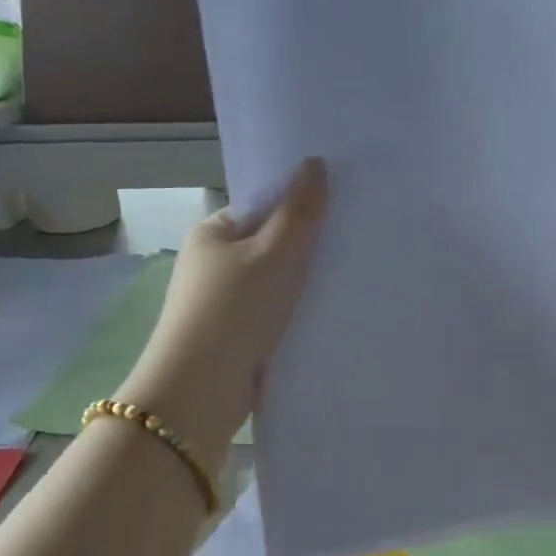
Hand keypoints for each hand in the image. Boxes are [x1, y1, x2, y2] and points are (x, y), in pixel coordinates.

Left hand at [118, 159, 327, 457]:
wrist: (201, 392)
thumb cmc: (235, 310)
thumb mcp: (275, 252)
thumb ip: (299, 210)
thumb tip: (314, 163)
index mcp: (213, 233)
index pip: (260, 206)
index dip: (298, 203)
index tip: (340, 206)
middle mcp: (213, 264)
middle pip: (270, 243)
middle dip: (307, 245)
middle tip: (354, 241)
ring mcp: (223, 303)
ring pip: (275, 282)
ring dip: (304, 283)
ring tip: (351, 276)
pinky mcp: (236, 337)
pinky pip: (274, 314)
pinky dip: (297, 313)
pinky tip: (330, 314)